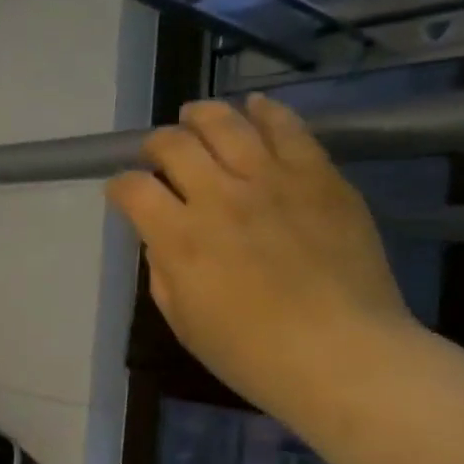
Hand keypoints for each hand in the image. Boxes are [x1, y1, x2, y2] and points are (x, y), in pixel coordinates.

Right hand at [107, 95, 416, 419]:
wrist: (344, 357)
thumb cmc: (252, 355)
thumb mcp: (183, 321)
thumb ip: (163, 270)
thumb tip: (162, 236)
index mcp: (180, 238)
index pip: (132, 188)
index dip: (120, 186)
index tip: (124, 193)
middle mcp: (220, 197)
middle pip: (173, 144)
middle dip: (156, 145)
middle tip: (158, 155)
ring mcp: (273, 180)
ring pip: (226, 122)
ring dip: (201, 116)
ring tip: (195, 118)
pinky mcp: (319, 176)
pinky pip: (288, 127)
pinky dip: (265, 111)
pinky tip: (254, 107)